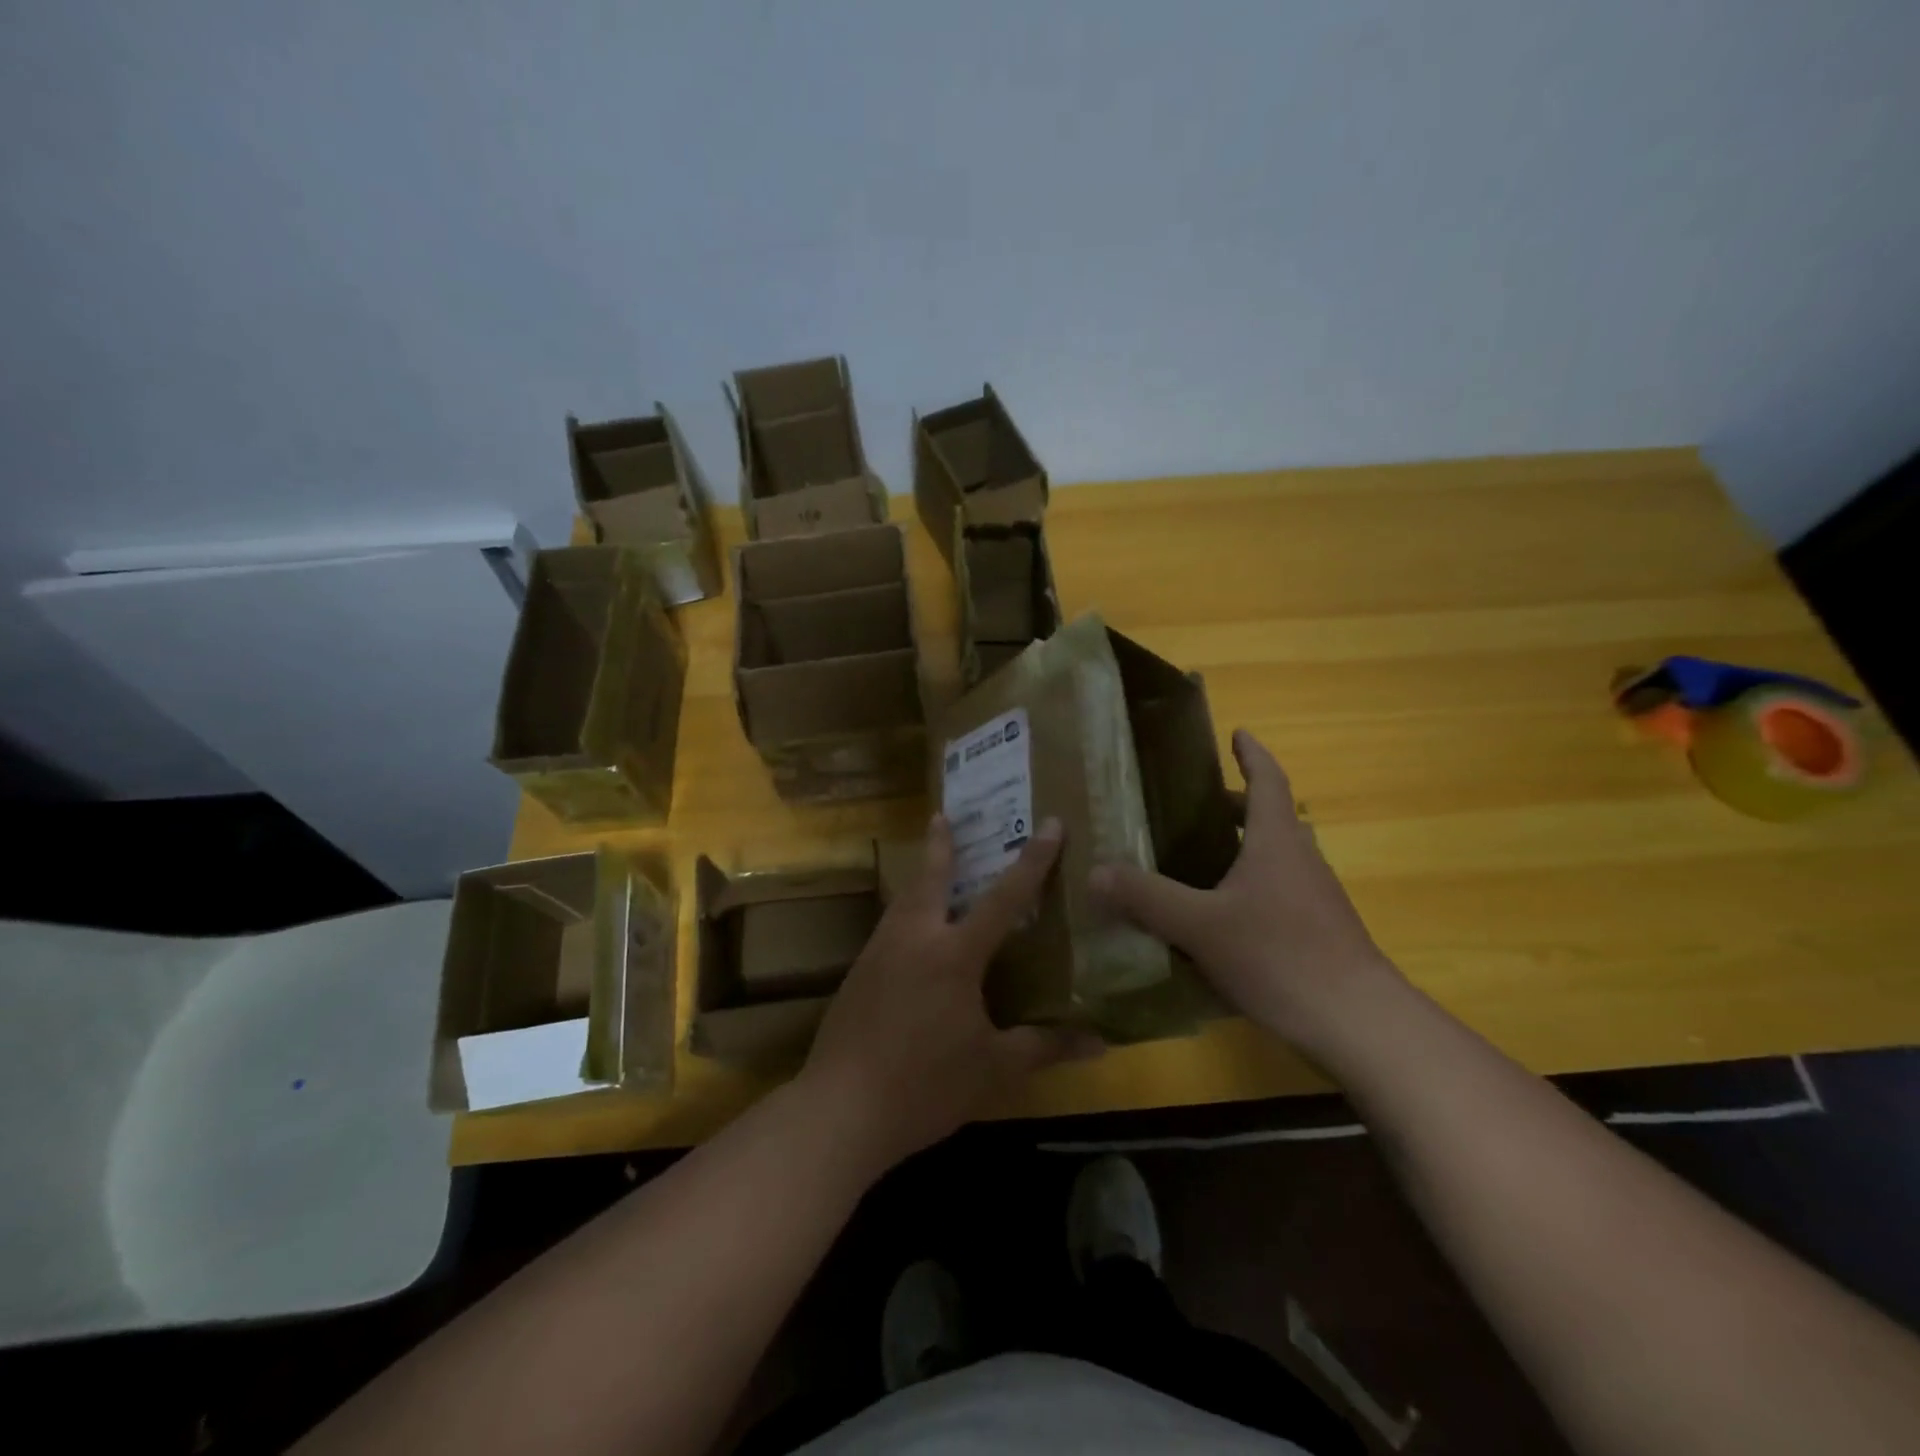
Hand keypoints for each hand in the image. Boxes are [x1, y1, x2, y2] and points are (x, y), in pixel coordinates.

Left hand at [798, 815, 1095, 1172]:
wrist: (841, 1108)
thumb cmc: (925, 1085)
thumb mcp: (993, 1069)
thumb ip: (1044, 1048)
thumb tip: (1100, 1043)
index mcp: (954, 954)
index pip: (1005, 897)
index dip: (1032, 860)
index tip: (1049, 824)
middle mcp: (915, 939)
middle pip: (930, 878)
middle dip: (940, 845)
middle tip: (942, 815)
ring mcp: (879, 953)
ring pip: (903, 900)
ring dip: (918, 876)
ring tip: (928, 863)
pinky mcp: (858, 974)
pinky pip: (888, 927)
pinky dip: (904, 912)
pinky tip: (908, 933)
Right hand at [1089, 729, 1400, 1053]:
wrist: (1360, 1022)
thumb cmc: (1280, 956)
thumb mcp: (1200, 926)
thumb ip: (1147, 897)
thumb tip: (1096, 871)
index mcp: (1277, 842)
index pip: (1268, 782)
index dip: (1253, 755)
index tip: (1238, 733)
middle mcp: (1301, 861)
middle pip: (1273, 818)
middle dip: (1239, 805)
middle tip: (1198, 806)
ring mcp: (1317, 898)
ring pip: (1280, 857)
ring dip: (1248, 847)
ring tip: (1203, 858)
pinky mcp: (1322, 932)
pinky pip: (1283, 891)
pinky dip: (1254, 886)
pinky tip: (1225, 918)